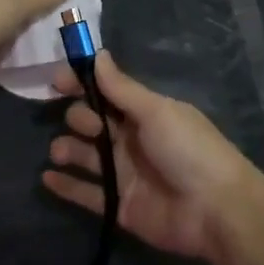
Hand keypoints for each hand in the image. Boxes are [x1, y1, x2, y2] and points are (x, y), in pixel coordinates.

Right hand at [42, 51, 263, 264]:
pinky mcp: (118, 206)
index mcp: (145, 114)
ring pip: (85, 156)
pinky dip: (66, 185)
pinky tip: (47, 177)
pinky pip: (86, 193)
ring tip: (60, 152)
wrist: (216, 211)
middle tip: (85, 126)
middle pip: (93, 124)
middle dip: (79, 118)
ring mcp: (124, 175)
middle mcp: (132, 141)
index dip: (82, 85)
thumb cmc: (188, 150)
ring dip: (66, 149)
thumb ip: (122, 88)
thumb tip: (97, 54)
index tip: (57, 82)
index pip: (106, 93)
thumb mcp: (156, 111)